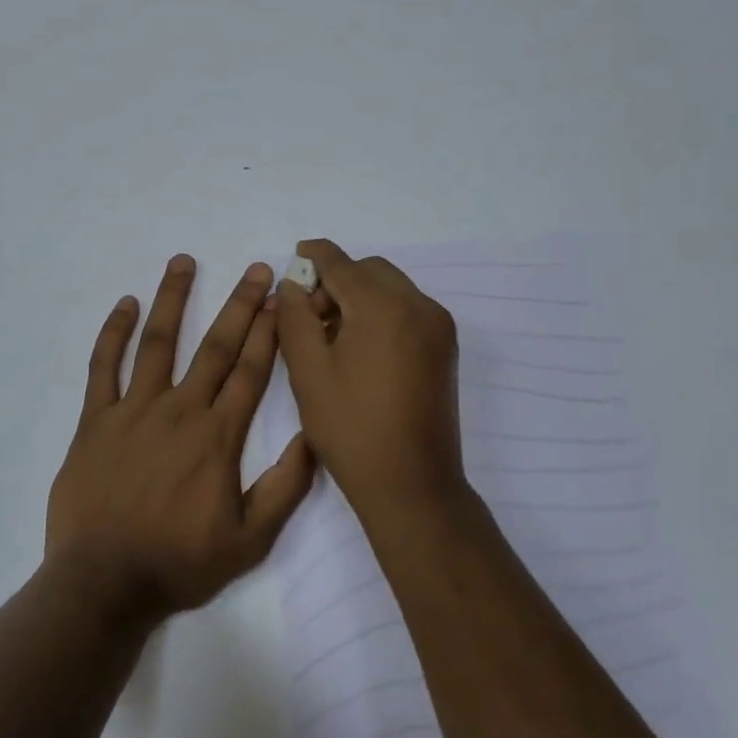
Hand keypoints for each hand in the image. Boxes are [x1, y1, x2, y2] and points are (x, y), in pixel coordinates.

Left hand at [45, 255, 316, 621]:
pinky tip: (125, 304)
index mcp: (218, 436)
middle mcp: (179, 411)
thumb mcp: (250, 539)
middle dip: (239, 304)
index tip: (280, 298)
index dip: (268, 331)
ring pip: (158, 343)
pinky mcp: (95, 421)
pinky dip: (114, 334)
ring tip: (183, 262)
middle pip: (215, 347)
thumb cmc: (179, 563)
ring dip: (173, 299)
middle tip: (255, 269)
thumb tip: (315, 436)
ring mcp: (133, 411)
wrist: (103, 584)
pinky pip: (103, 368)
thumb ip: (285, 487)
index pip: (251, 371)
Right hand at [275, 239, 466, 519]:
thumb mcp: (308, 371)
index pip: (343, 264)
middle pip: (371, 271)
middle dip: (337, 280)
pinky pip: (407, 310)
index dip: (315, 255)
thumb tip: (293, 284)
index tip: (296, 253)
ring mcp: (438, 327)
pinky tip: (359, 347)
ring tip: (331, 336)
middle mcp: (419, 306)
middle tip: (309, 315)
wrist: (411, 484)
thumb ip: (296, 317)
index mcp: (384, 307)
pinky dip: (380, 313)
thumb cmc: (351, 428)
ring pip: (391, 289)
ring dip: (359, 296)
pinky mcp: (445, 348)